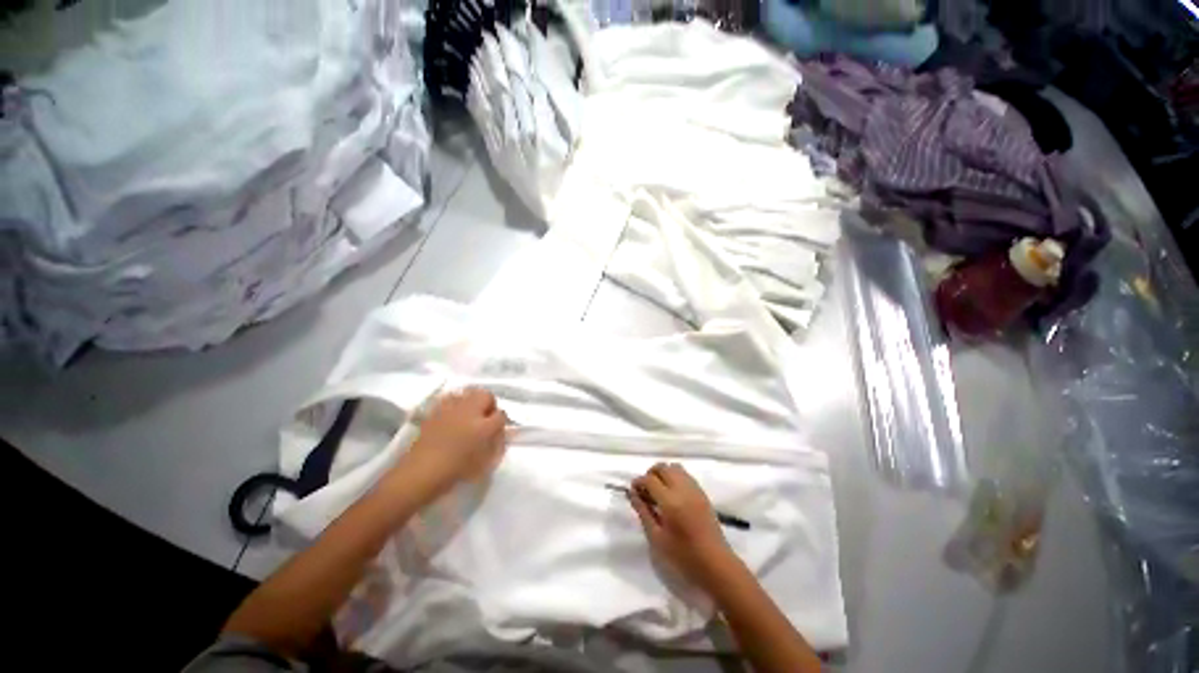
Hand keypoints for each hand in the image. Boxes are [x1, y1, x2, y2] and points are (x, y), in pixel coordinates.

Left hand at [394, 388, 507, 501]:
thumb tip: (499, 433)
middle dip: (489, 404)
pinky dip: (455, 403)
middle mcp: (469, 412)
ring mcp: (451, 409)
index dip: (501, 421)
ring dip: (472, 401)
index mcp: (484, 427)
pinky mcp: (435, 411)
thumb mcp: (484, 462)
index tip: (497, 430)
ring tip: (468, 415)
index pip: (501, 414)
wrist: (420, 473)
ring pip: (468, 393)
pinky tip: (452, 416)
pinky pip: (450, 398)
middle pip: (486, 395)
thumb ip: (496, 444)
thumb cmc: (456, 471)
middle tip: (485, 419)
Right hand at [629, 463, 736, 590]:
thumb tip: (632, 493)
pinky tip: (672, 495)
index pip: (650, 479)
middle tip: (645, 490)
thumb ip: (643, 512)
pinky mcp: (702, 493)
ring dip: (664, 473)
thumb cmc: (683, 556)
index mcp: (670, 501)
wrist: (716, 564)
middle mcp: (682, 489)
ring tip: (659, 491)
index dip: (639, 482)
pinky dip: (675, 477)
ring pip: (675, 467)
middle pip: (663, 467)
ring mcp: (694, 489)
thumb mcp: (657, 537)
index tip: (633, 491)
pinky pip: (685, 475)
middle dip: (650, 474)